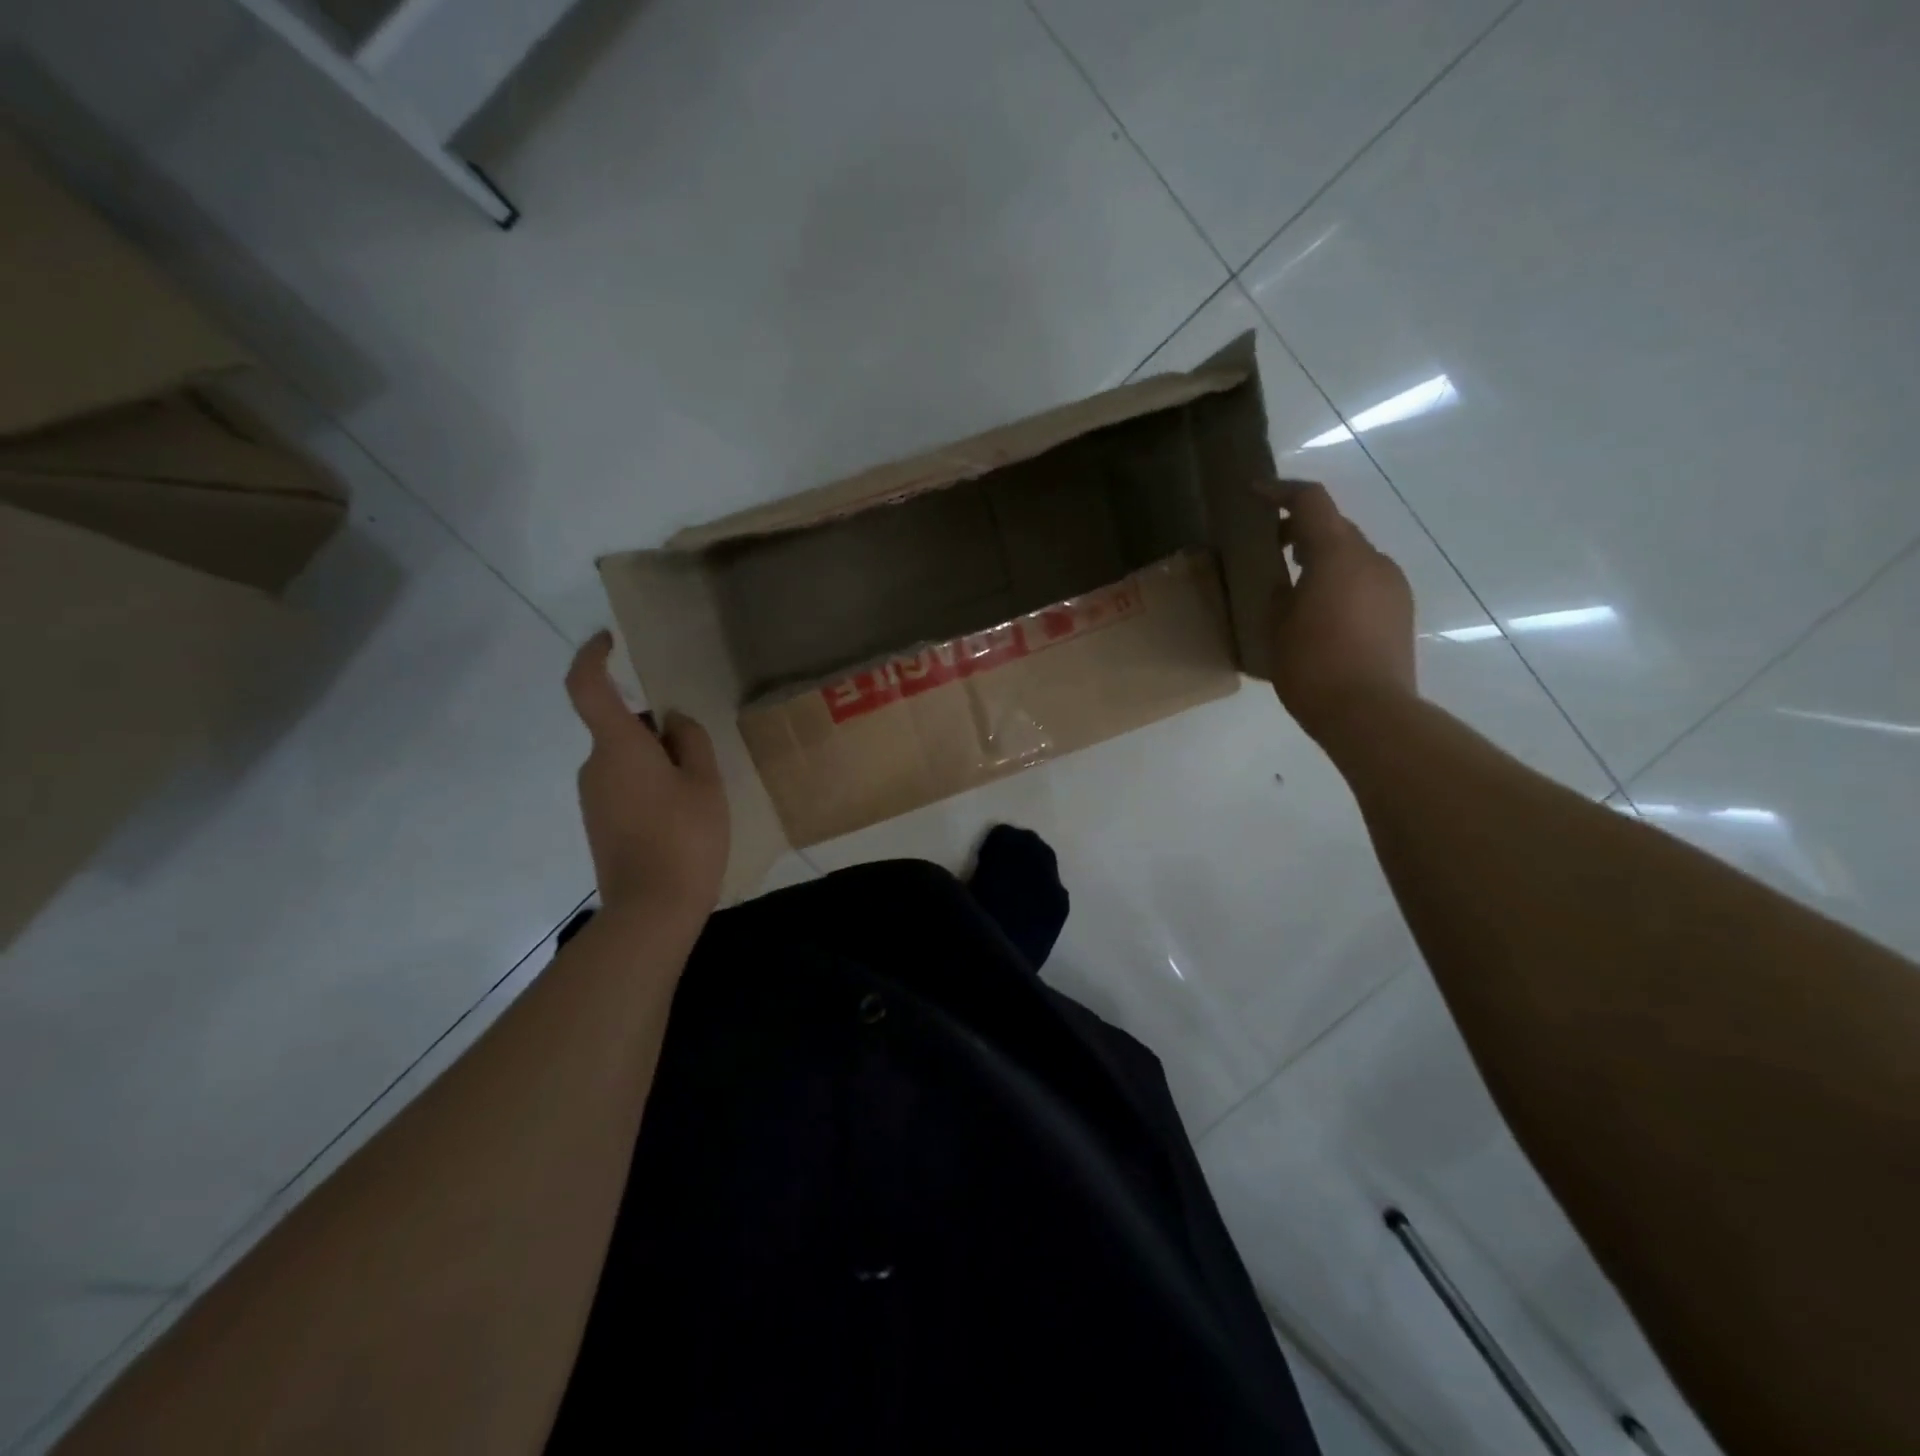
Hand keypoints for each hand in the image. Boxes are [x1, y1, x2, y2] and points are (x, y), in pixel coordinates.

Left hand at [565, 632, 729, 919]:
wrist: (650, 910)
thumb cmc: (685, 838)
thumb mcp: (705, 783)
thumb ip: (691, 741)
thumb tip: (673, 721)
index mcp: (618, 748)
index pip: (587, 688)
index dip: (593, 657)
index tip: (611, 641)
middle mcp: (594, 766)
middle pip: (620, 727)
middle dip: (656, 728)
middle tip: (700, 754)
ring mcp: (592, 797)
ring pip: (625, 759)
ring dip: (657, 761)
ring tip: (698, 793)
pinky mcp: (599, 823)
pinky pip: (623, 786)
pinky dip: (650, 785)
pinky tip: (681, 816)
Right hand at [1264, 480, 1416, 745]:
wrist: (1370, 713)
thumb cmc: (1313, 667)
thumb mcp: (1277, 627)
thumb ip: (1279, 591)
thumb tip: (1286, 581)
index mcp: (1338, 555)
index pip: (1312, 502)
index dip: (1281, 491)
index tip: (1254, 494)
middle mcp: (1372, 559)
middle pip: (1335, 527)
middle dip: (1302, 528)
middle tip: (1270, 546)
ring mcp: (1393, 585)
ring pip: (1353, 555)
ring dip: (1323, 557)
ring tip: (1294, 584)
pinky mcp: (1401, 610)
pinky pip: (1366, 580)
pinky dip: (1341, 581)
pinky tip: (1321, 612)